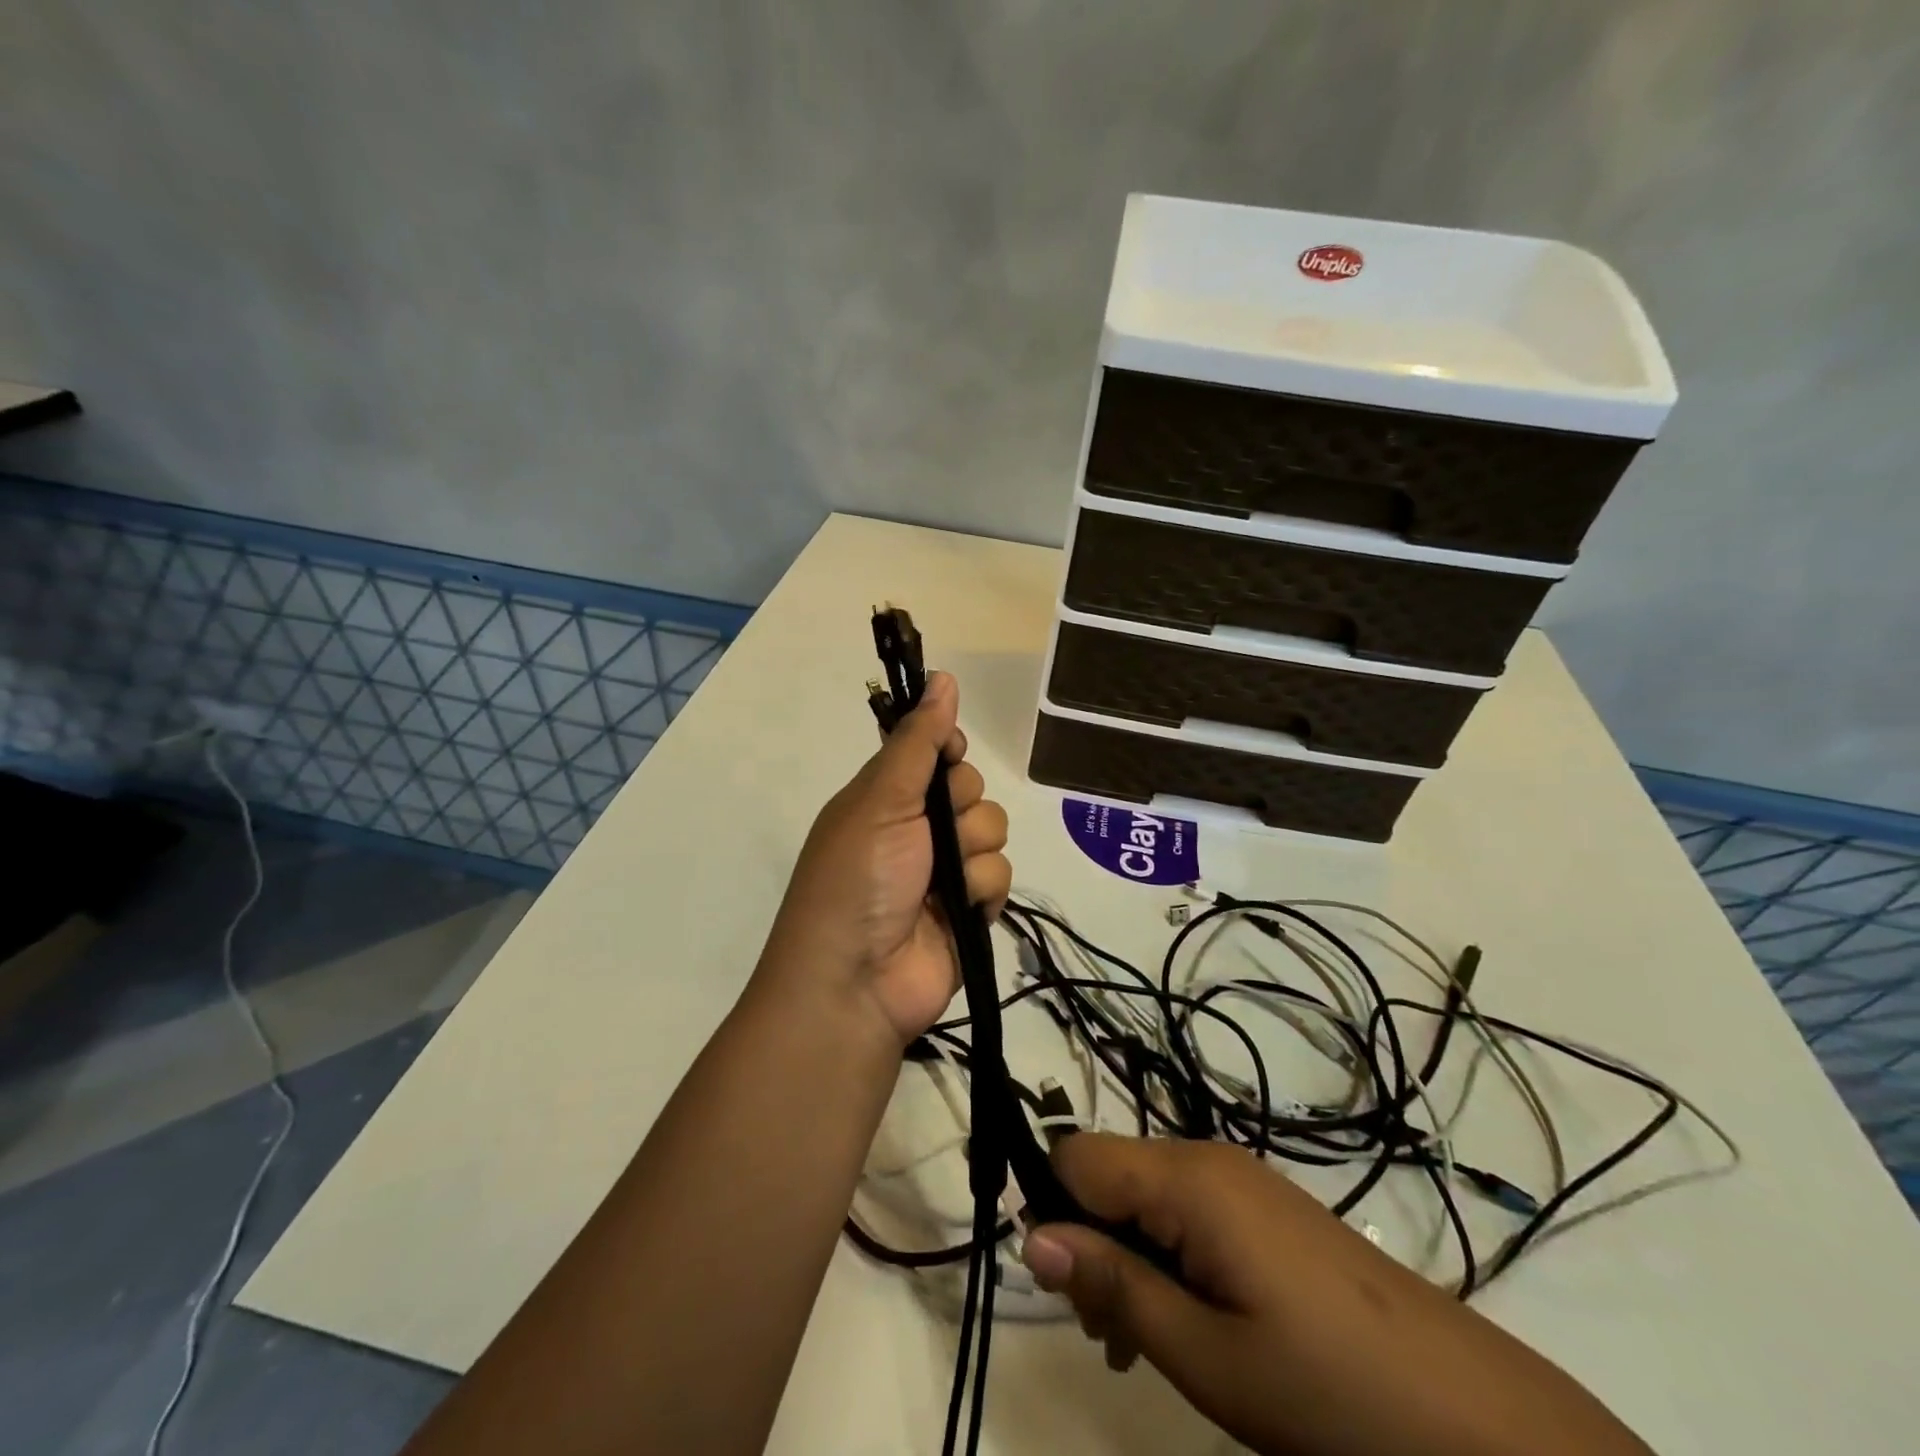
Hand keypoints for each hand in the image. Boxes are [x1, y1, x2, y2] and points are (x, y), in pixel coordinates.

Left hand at [760, 671, 1011, 1048]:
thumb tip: (942, 677)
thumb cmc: (858, 877)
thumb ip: (917, 742)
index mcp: (887, 796)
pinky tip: (958, 909)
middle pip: (971, 788)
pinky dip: (982, 891)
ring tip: (941, 880)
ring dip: (972, 852)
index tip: (950, 754)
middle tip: (931, 832)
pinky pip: (1000, 877)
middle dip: (960, 806)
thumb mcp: (881, 800)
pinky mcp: (969, 908)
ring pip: (992, 831)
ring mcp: (945, 870)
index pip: (934, 751)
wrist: (856, 982)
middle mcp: (917, 828)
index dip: (948, 749)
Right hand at [1020, 1135, 1651, 1455]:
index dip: (1053, 1211)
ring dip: (1128, 1256)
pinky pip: (1188, 1210)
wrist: (1478, 1418)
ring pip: (1146, 1194)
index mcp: (1187, 1177)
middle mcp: (1208, 1157)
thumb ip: (1114, 1287)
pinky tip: (1195, 1324)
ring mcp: (1243, 1179)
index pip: (1076, 1155)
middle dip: (1091, 1241)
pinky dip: (1169, 1256)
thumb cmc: (1328, 1388)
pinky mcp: (1267, 1207)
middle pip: (1110, 1172)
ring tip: (1147, 1342)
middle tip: (1112, 1335)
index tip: (1070, 1291)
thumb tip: (1031, 1237)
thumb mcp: (1207, 1356)